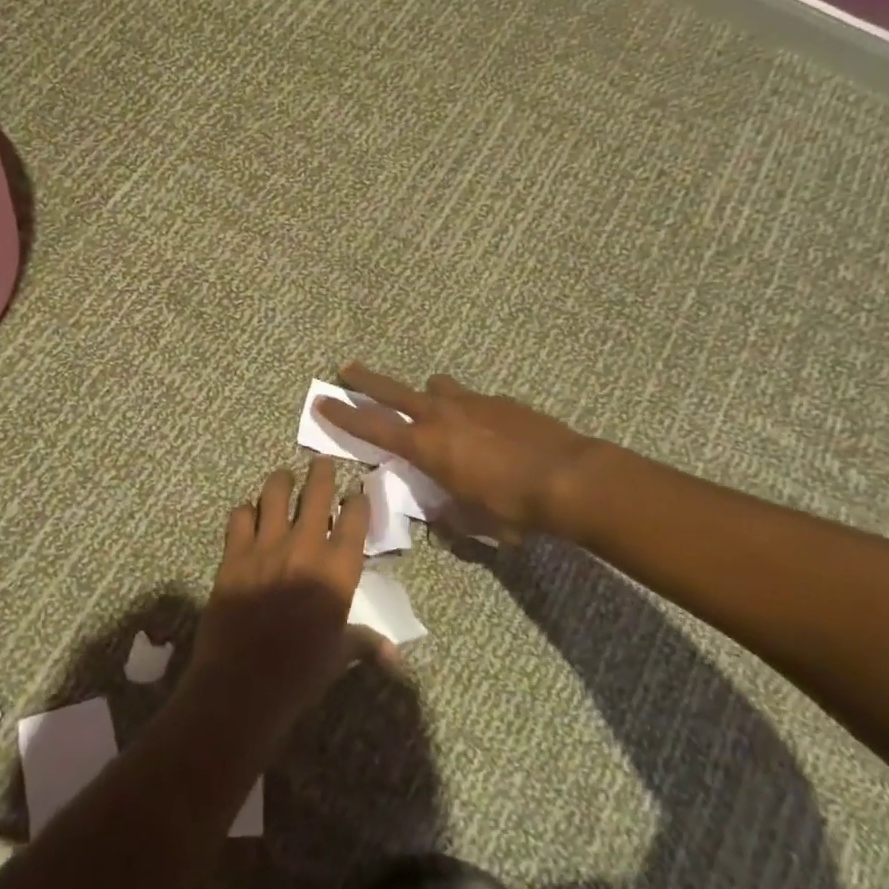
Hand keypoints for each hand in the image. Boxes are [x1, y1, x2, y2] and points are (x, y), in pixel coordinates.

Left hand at [187, 457, 392, 741]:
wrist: (243, 684)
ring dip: (281, 481)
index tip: (358, 492)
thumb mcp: (339, 656)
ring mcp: (266, 546)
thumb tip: (396, 656)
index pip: (355, 519)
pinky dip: (246, 511)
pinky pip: (240, 516)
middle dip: (323, 473)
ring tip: (284, 478)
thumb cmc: (300, 674)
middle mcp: (305, 547)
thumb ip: (366, 643)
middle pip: (317, 493)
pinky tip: (248, 514)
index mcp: (338, 570)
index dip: (358, 501)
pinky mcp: (234, 554)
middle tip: (323, 463)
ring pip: (275, 493)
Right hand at [317, 362, 595, 539]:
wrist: (568, 476)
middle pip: (392, 389)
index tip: (321, 401)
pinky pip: (472, 400)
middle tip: (347, 369)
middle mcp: (441, 414)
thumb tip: (439, 514)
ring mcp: (471, 402)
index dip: (343, 415)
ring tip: (434, 407)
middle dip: (366, 380)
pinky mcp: (500, 400)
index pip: (372, 427)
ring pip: (436, 387)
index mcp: (426, 445)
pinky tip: (486, 430)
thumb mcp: (471, 519)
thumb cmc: (511, 506)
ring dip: (428, 395)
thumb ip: (447, 512)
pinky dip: (468, 410)